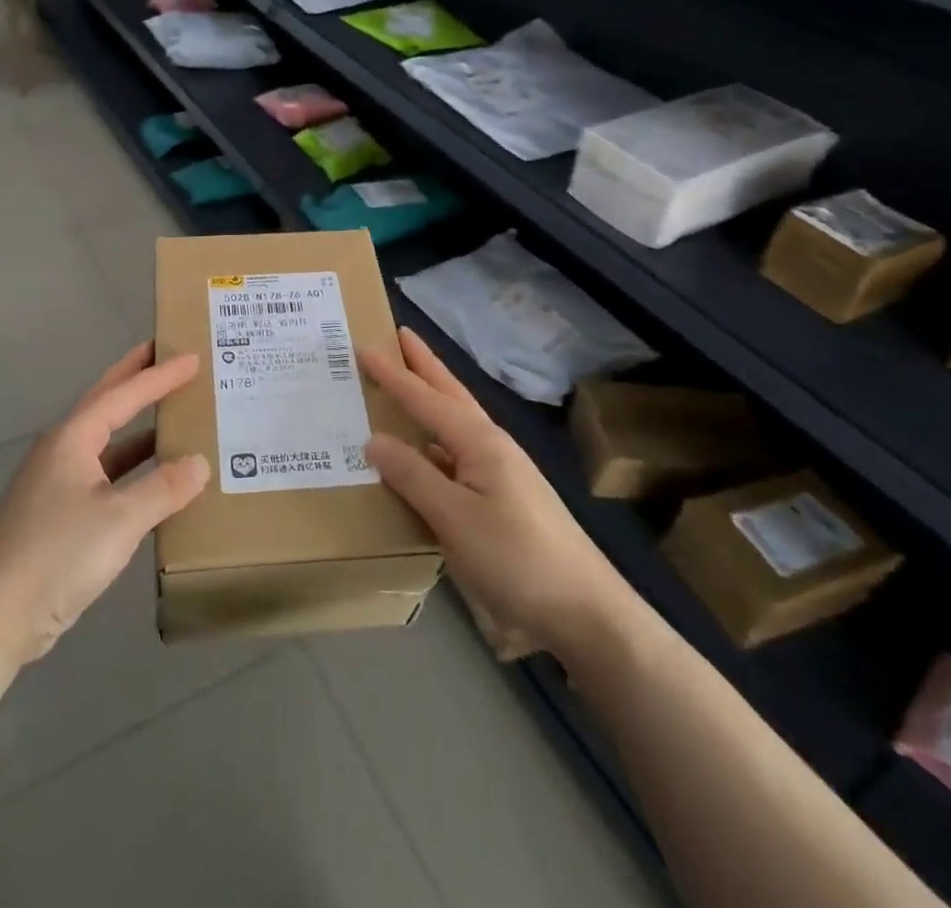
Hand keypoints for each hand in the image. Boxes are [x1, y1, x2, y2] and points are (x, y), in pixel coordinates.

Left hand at [0, 343, 209, 669]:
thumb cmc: (56, 555)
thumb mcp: (120, 519)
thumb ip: (164, 488)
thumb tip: (200, 463)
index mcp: (72, 438)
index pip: (124, 394)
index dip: (160, 375)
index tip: (192, 357)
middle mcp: (62, 451)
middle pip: (106, 403)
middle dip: (136, 378)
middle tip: (167, 354)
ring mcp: (57, 483)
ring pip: (106, 442)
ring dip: (138, 426)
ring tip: (173, 412)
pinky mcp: (58, 516)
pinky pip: (105, 475)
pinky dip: (133, 468)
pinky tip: (155, 480)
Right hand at [362, 327, 628, 645]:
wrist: (585, 613)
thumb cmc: (517, 558)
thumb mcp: (455, 518)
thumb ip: (413, 475)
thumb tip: (374, 440)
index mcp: (480, 441)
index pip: (426, 398)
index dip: (393, 375)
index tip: (365, 347)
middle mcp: (491, 448)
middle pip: (450, 395)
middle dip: (424, 366)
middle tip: (399, 337)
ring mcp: (500, 475)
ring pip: (455, 426)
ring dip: (430, 402)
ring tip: (404, 388)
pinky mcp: (503, 502)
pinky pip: (456, 458)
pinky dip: (433, 445)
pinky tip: (421, 458)